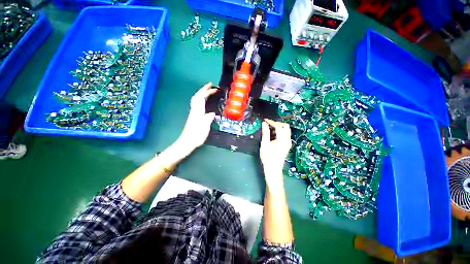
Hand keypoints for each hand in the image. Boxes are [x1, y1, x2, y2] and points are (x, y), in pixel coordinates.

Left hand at [174, 83, 216, 155]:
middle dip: (203, 89)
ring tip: (208, 91)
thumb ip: (208, 118)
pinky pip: (197, 104)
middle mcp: (194, 110)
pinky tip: (204, 101)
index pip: (201, 98)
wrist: (187, 142)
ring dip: (202, 93)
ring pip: (196, 99)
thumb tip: (212, 113)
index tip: (214, 88)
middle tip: (210, 85)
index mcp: (197, 111)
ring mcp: (193, 113)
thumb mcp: (204, 127)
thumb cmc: (196, 135)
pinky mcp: (194, 116)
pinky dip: (201, 99)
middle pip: (197, 96)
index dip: (207, 91)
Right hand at [260, 119, 291, 190]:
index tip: (265, 120)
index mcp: (282, 139)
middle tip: (269, 124)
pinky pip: (285, 135)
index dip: (271, 122)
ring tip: (269, 129)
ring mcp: (288, 143)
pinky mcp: (287, 146)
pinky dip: (280, 132)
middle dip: (277, 123)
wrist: (273, 169)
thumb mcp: (265, 144)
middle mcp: (288, 140)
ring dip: (279, 128)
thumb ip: (265, 132)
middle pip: (285, 127)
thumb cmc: (268, 157)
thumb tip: (264, 123)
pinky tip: (273, 135)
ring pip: (286, 131)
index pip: (278, 126)